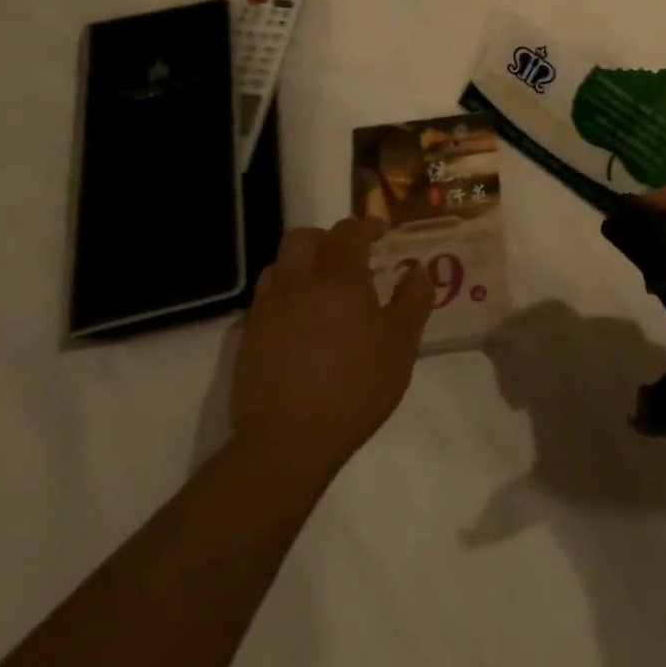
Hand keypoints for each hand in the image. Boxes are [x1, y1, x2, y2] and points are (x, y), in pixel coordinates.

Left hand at [227, 217, 433, 481]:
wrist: (287, 440)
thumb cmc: (355, 387)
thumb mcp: (402, 344)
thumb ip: (413, 300)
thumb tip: (416, 270)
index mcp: (338, 276)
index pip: (349, 231)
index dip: (367, 226)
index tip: (381, 233)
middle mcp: (299, 281)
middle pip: (303, 237)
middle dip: (326, 238)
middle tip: (347, 256)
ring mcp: (268, 308)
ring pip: (279, 264)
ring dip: (301, 264)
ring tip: (321, 287)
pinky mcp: (249, 336)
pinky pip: (266, 298)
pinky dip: (284, 295)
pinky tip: (299, 322)